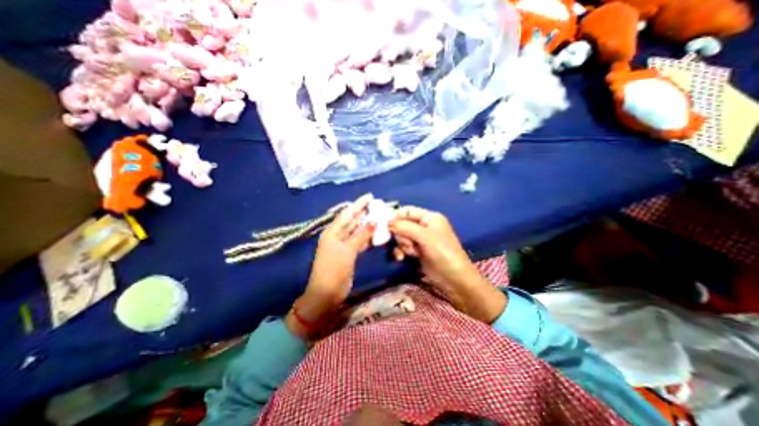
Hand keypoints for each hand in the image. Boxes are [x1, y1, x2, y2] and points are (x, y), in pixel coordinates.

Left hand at [287, 193, 373, 338]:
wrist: (326, 294)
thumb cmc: (334, 270)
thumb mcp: (347, 251)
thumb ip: (361, 235)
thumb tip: (374, 221)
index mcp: (333, 232)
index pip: (347, 214)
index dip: (358, 204)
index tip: (370, 196)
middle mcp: (337, 236)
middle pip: (352, 221)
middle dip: (364, 213)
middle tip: (378, 206)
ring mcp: (343, 245)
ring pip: (357, 231)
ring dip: (367, 225)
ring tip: (380, 217)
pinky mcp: (348, 254)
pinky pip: (359, 241)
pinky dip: (367, 237)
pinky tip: (376, 233)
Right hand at [388, 206, 504, 321]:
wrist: (455, 280)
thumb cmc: (443, 253)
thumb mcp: (425, 237)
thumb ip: (405, 227)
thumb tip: (387, 222)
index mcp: (429, 217)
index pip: (407, 211)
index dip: (395, 216)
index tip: (384, 225)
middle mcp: (424, 226)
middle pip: (402, 224)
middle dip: (400, 234)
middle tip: (405, 243)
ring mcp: (421, 240)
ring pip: (402, 236)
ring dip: (402, 244)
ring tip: (410, 252)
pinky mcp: (418, 252)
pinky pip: (404, 247)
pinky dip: (402, 251)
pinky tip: (402, 258)